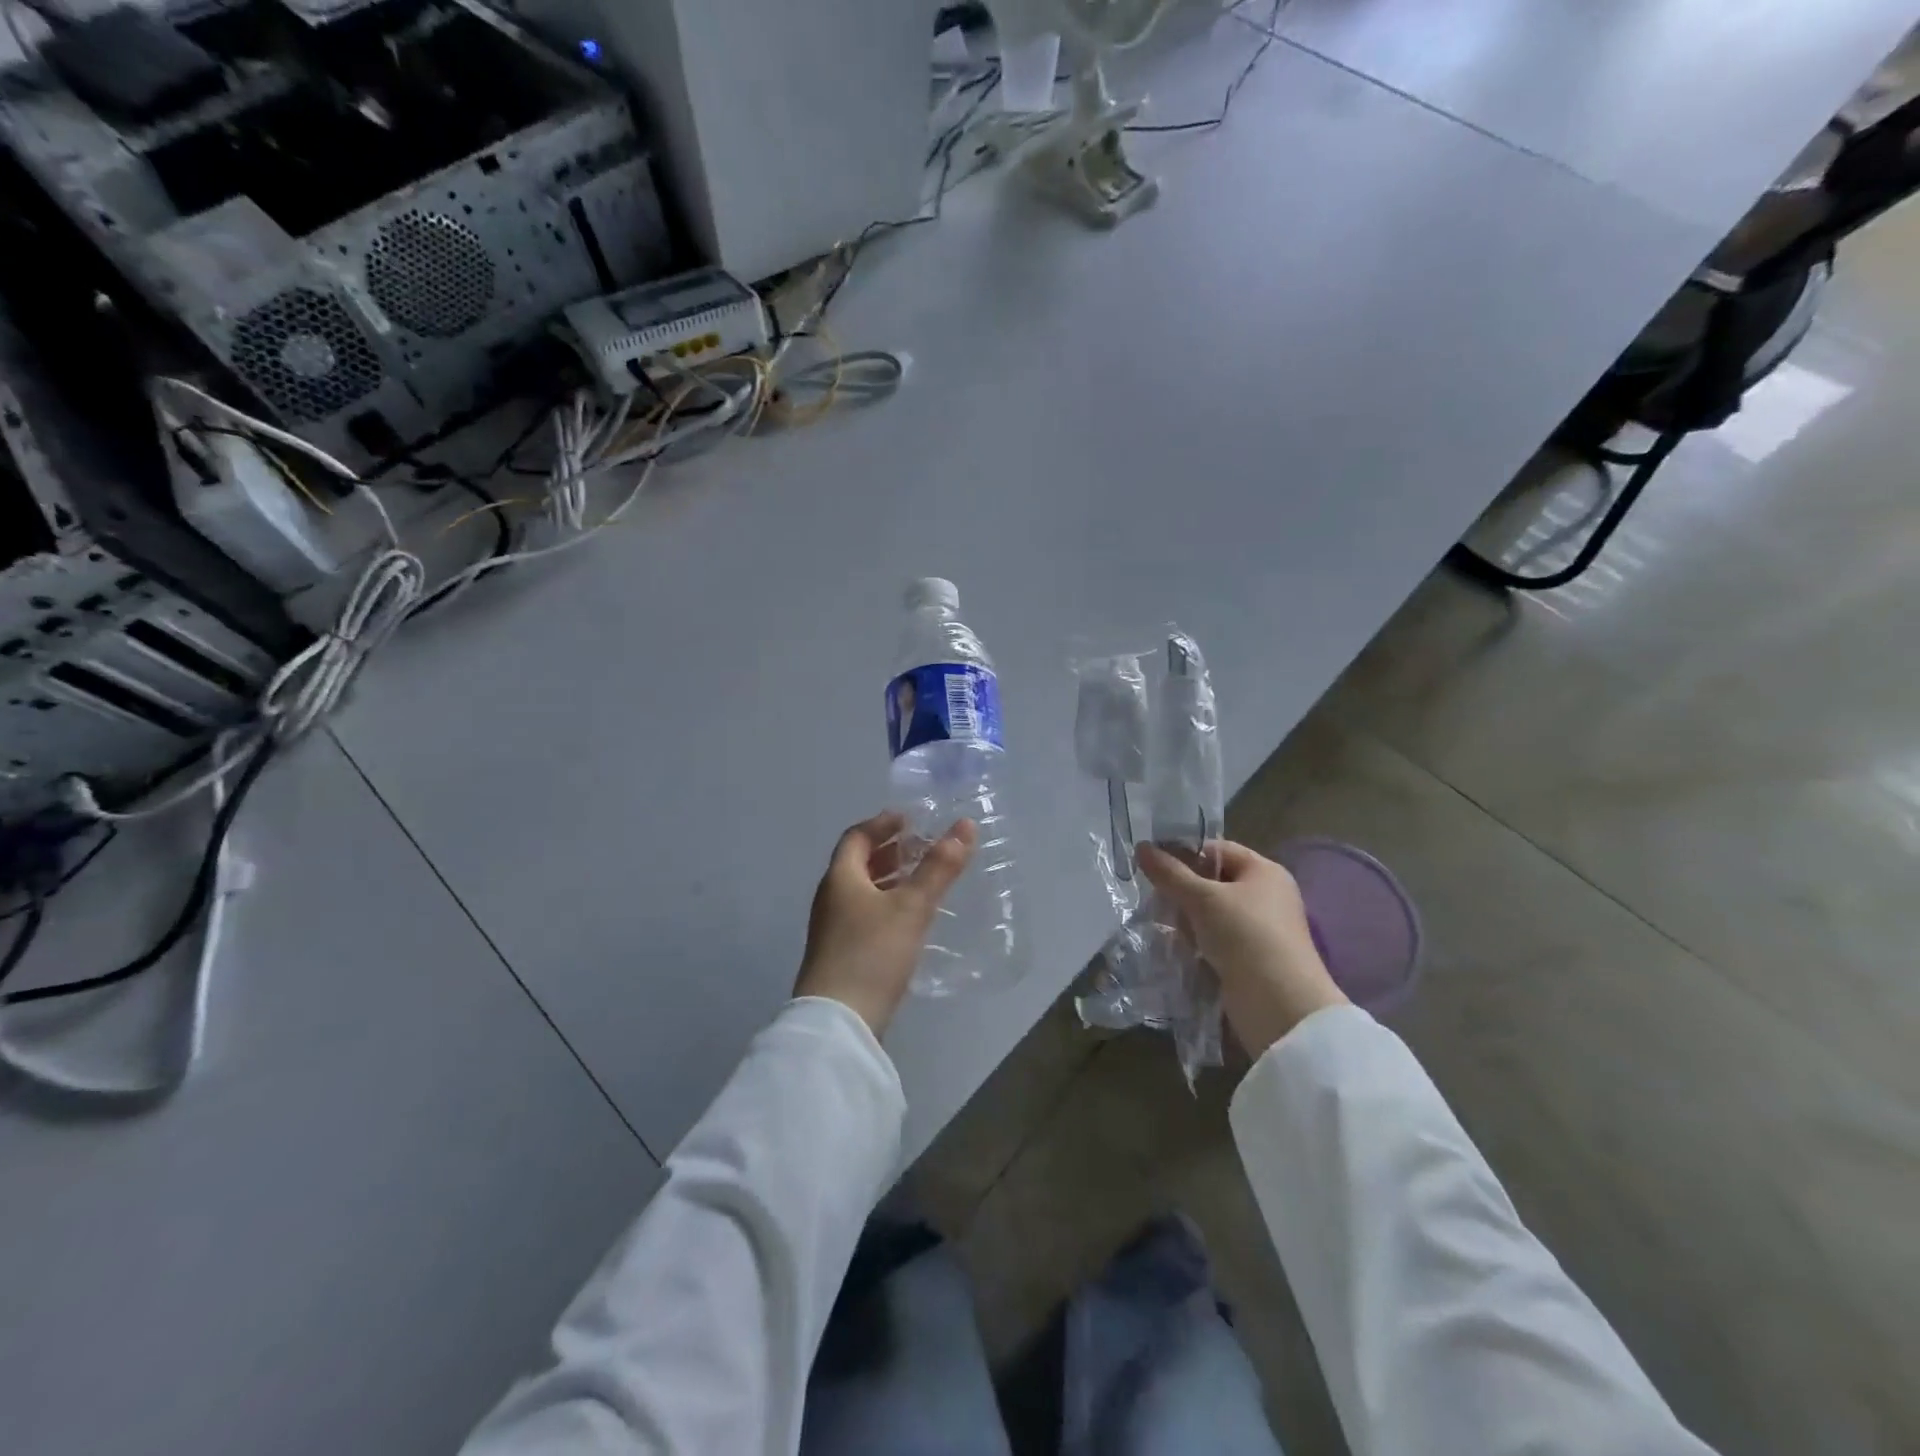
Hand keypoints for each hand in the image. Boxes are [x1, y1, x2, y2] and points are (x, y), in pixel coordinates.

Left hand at [794, 812, 976, 1035]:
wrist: (839, 1023)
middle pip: (859, 863)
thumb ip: (938, 867)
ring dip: (891, 880)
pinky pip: (867, 915)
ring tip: (924, 880)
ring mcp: (834, 929)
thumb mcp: (911, 906)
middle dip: (891, 851)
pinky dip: (889, 905)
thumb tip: (965, 825)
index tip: (911, 819)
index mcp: (840, 878)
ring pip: (864, 891)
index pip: (857, 836)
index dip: (883, 823)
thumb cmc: (872, 953)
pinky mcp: (843, 955)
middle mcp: (832, 898)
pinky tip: (912, 920)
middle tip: (925, 847)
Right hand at [1136, 839, 1346, 1058]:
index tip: (1152, 863)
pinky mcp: (1249, 958)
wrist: (1279, 1006)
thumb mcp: (1203, 899)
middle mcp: (1265, 897)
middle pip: (1212, 881)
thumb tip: (1141, 847)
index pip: (1217, 850)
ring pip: (1210, 913)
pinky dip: (1195, 941)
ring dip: (1185, 918)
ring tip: (1159, 923)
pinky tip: (1174, 945)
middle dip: (1181, 889)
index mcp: (1264, 872)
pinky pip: (1214, 939)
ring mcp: (1258, 930)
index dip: (1185, 852)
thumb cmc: (1245, 936)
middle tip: (1152, 896)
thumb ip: (1170, 873)